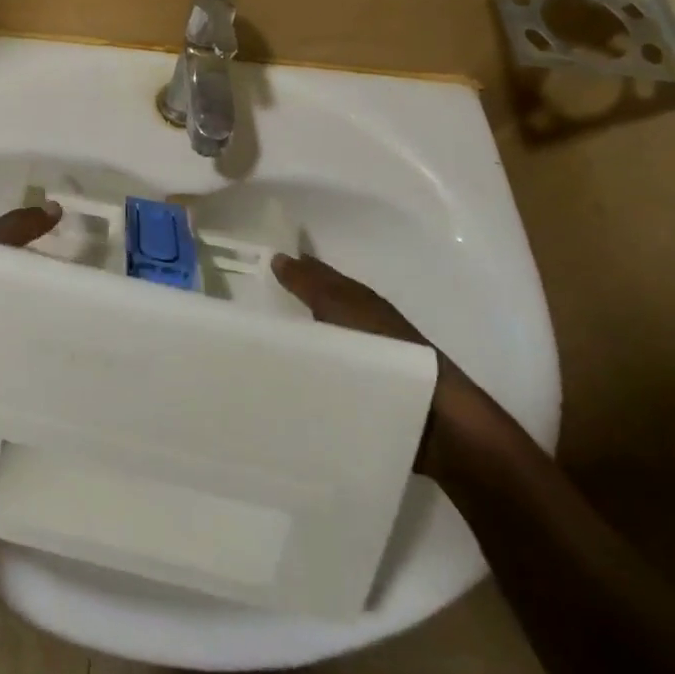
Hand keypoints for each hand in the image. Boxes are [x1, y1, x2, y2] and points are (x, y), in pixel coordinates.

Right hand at [271, 252, 505, 476]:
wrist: (433, 417)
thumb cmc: (386, 350)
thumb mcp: (342, 308)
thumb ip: (309, 284)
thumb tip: (278, 256)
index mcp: (356, 300)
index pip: (315, 277)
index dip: (290, 270)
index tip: (251, 267)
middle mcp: (358, 325)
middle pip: (315, 310)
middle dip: (285, 310)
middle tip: (241, 312)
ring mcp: (362, 362)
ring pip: (319, 345)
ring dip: (295, 347)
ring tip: (251, 352)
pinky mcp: (362, 397)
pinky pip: (325, 378)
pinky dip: (307, 376)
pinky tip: (283, 384)